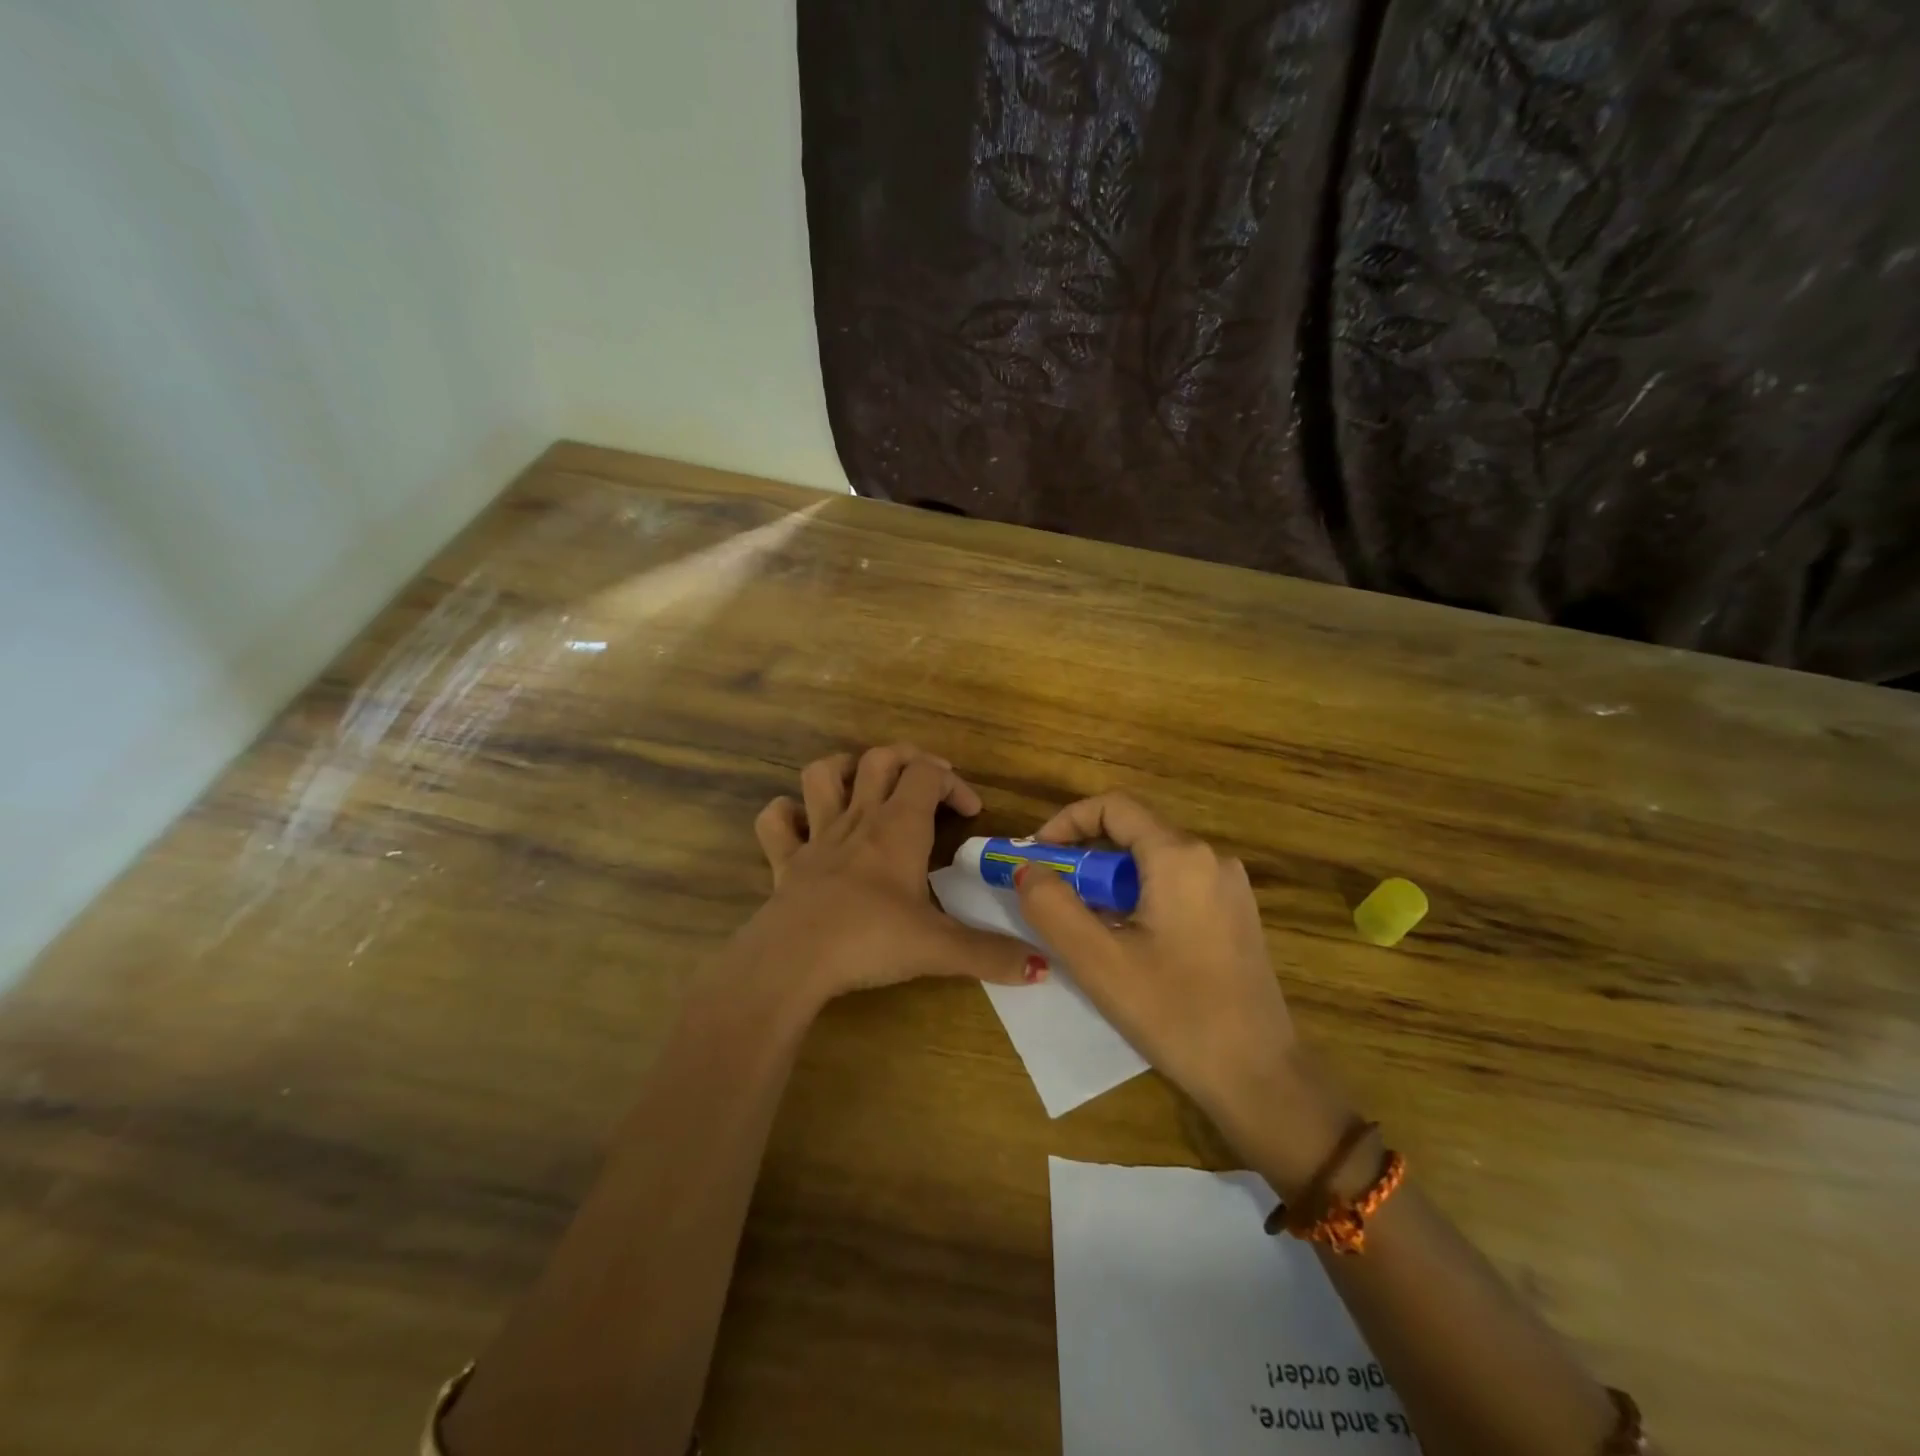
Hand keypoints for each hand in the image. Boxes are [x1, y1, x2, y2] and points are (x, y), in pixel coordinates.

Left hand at [744, 745, 1038, 1006]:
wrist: (794, 960)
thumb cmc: (871, 940)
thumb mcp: (939, 948)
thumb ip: (992, 955)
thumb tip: (1043, 966)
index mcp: (899, 828)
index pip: (928, 774)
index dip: (954, 783)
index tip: (972, 813)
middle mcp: (859, 819)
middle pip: (879, 759)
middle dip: (907, 760)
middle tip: (927, 783)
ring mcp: (817, 836)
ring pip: (822, 774)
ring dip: (845, 769)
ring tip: (865, 786)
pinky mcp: (785, 861)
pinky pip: (776, 821)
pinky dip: (787, 814)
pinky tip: (803, 825)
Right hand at [1015, 793, 1350, 1188]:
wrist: (1259, 1077)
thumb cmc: (1175, 1014)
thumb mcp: (1098, 961)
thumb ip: (1051, 906)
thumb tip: (1027, 868)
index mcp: (1180, 856)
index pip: (1113, 807)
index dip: (1067, 822)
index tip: (1037, 857)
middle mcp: (1211, 857)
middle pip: (1133, 832)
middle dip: (1085, 856)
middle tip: (1052, 894)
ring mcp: (1229, 886)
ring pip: (1153, 860)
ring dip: (1110, 879)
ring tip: (1084, 923)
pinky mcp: (1236, 913)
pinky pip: (1176, 884)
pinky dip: (1139, 895)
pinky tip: (1127, 939)